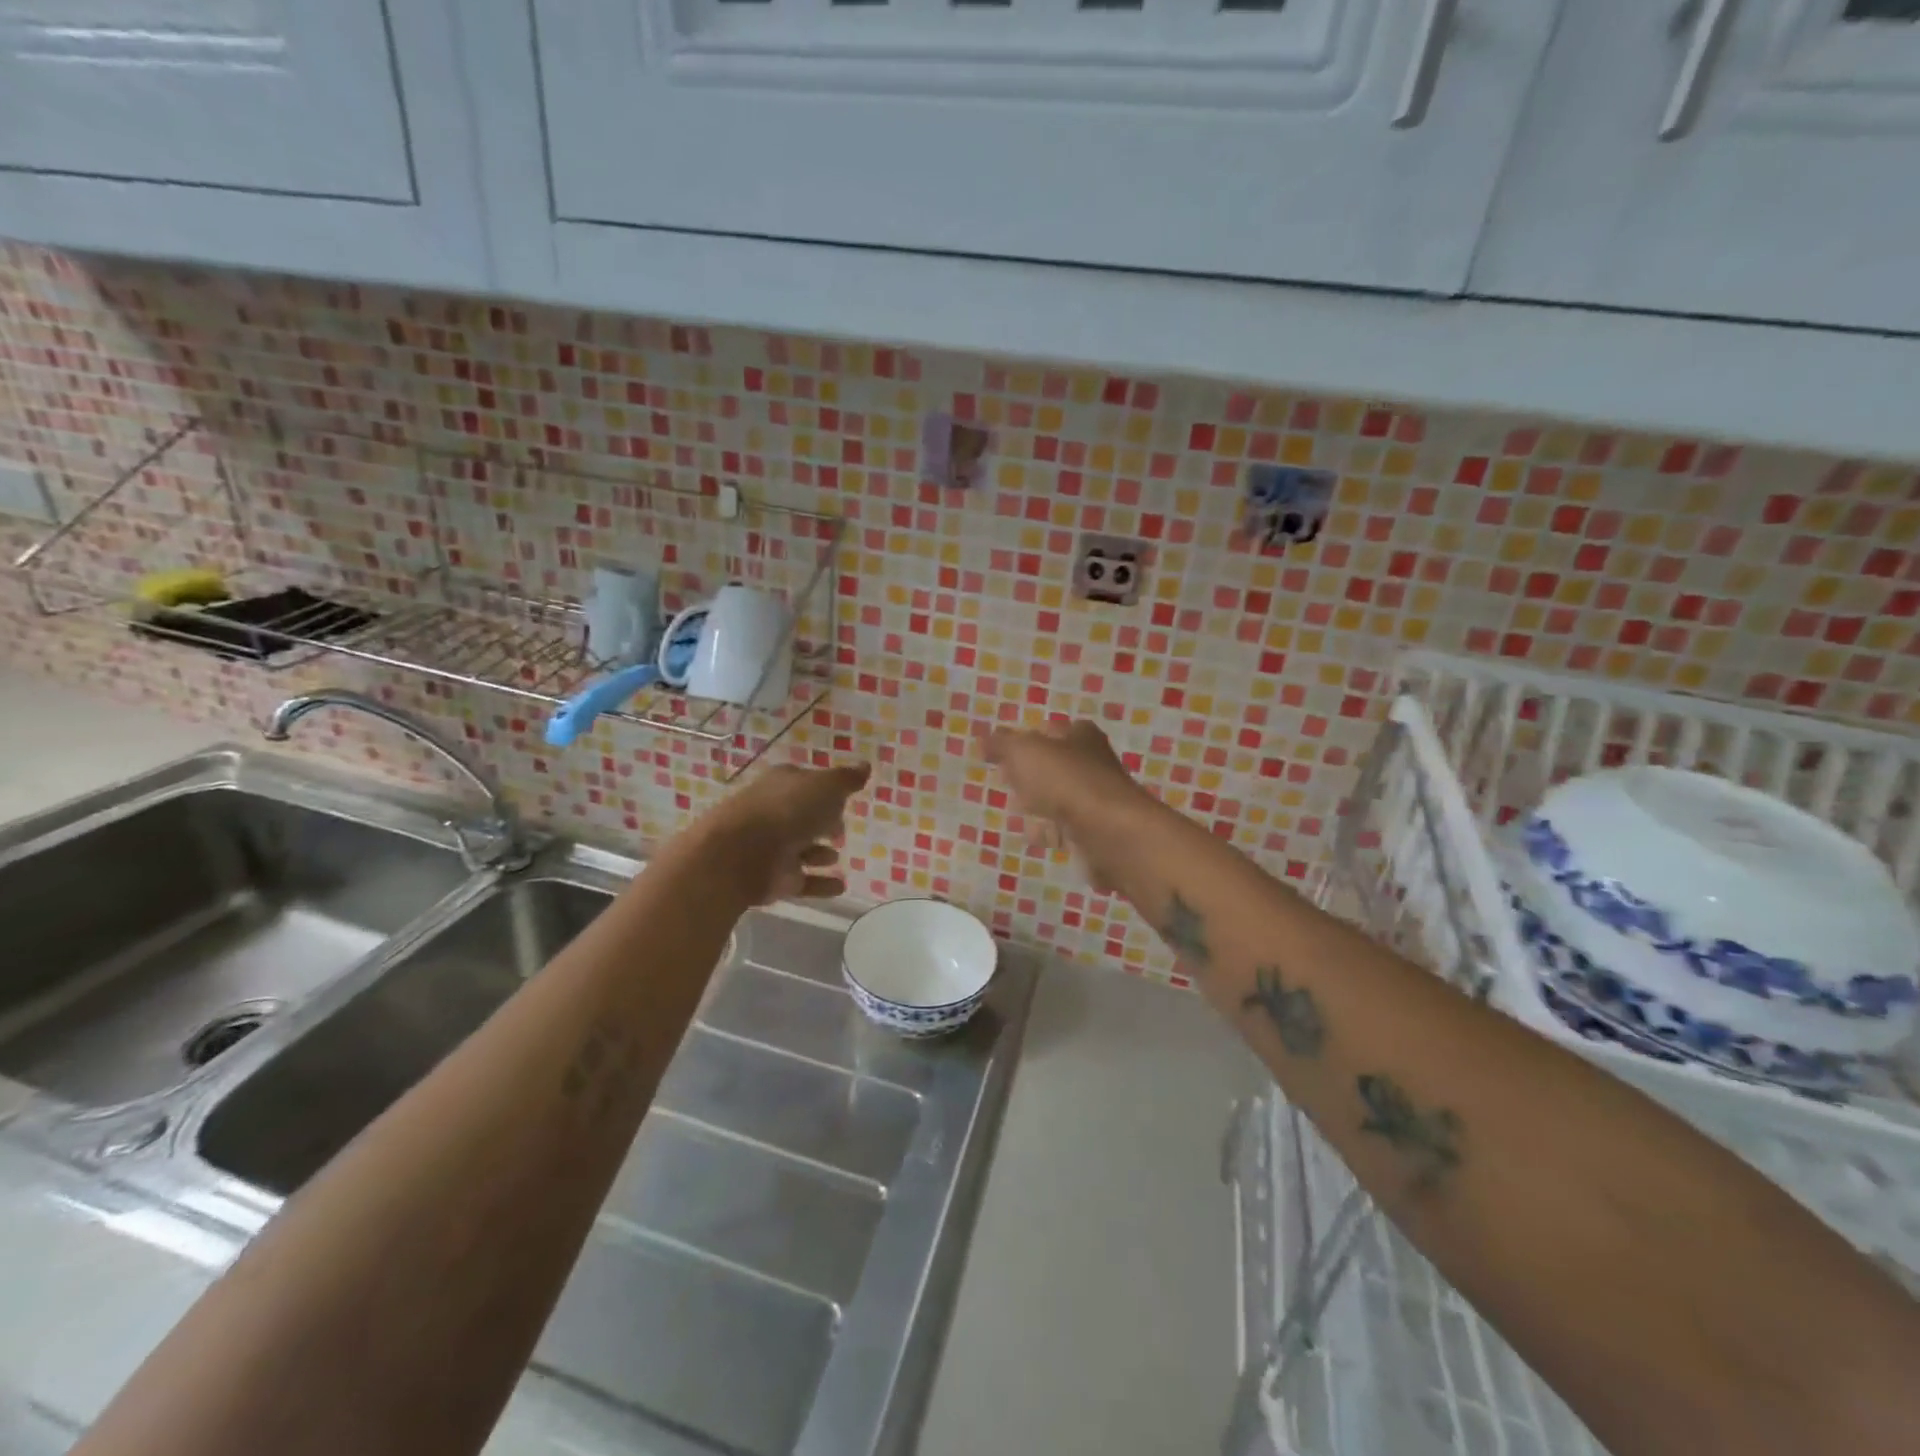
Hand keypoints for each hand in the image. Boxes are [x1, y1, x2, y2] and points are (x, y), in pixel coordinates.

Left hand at [692, 761, 870, 904]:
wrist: (739, 855)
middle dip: (820, 821)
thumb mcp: (825, 786)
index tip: (843, 797)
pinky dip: (821, 883)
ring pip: (800, 849)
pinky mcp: (773, 879)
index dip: (825, 788)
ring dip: (818, 853)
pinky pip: (802, 881)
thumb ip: (846, 779)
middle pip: (801, 815)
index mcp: (783, 784)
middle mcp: (774, 812)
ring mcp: (772, 847)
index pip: (806, 781)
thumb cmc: (786, 811)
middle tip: (840, 828)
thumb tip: (865, 765)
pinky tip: (841, 886)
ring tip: (837, 856)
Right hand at [984, 720, 1141, 887]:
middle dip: (1029, 773)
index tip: (1000, 753)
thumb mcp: (1024, 752)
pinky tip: (1029, 835)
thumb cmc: (1066, 781)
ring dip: (1037, 803)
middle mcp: (1091, 764)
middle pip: (1053, 765)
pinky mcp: (1092, 833)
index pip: (1048, 730)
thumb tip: (982, 739)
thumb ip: (1001, 744)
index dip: (1024, 739)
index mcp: (1080, 736)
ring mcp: (1093, 800)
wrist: (1109, 834)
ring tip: (1012, 808)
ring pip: (1058, 798)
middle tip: (1004, 779)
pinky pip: (1062, 828)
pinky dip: (1046, 831)